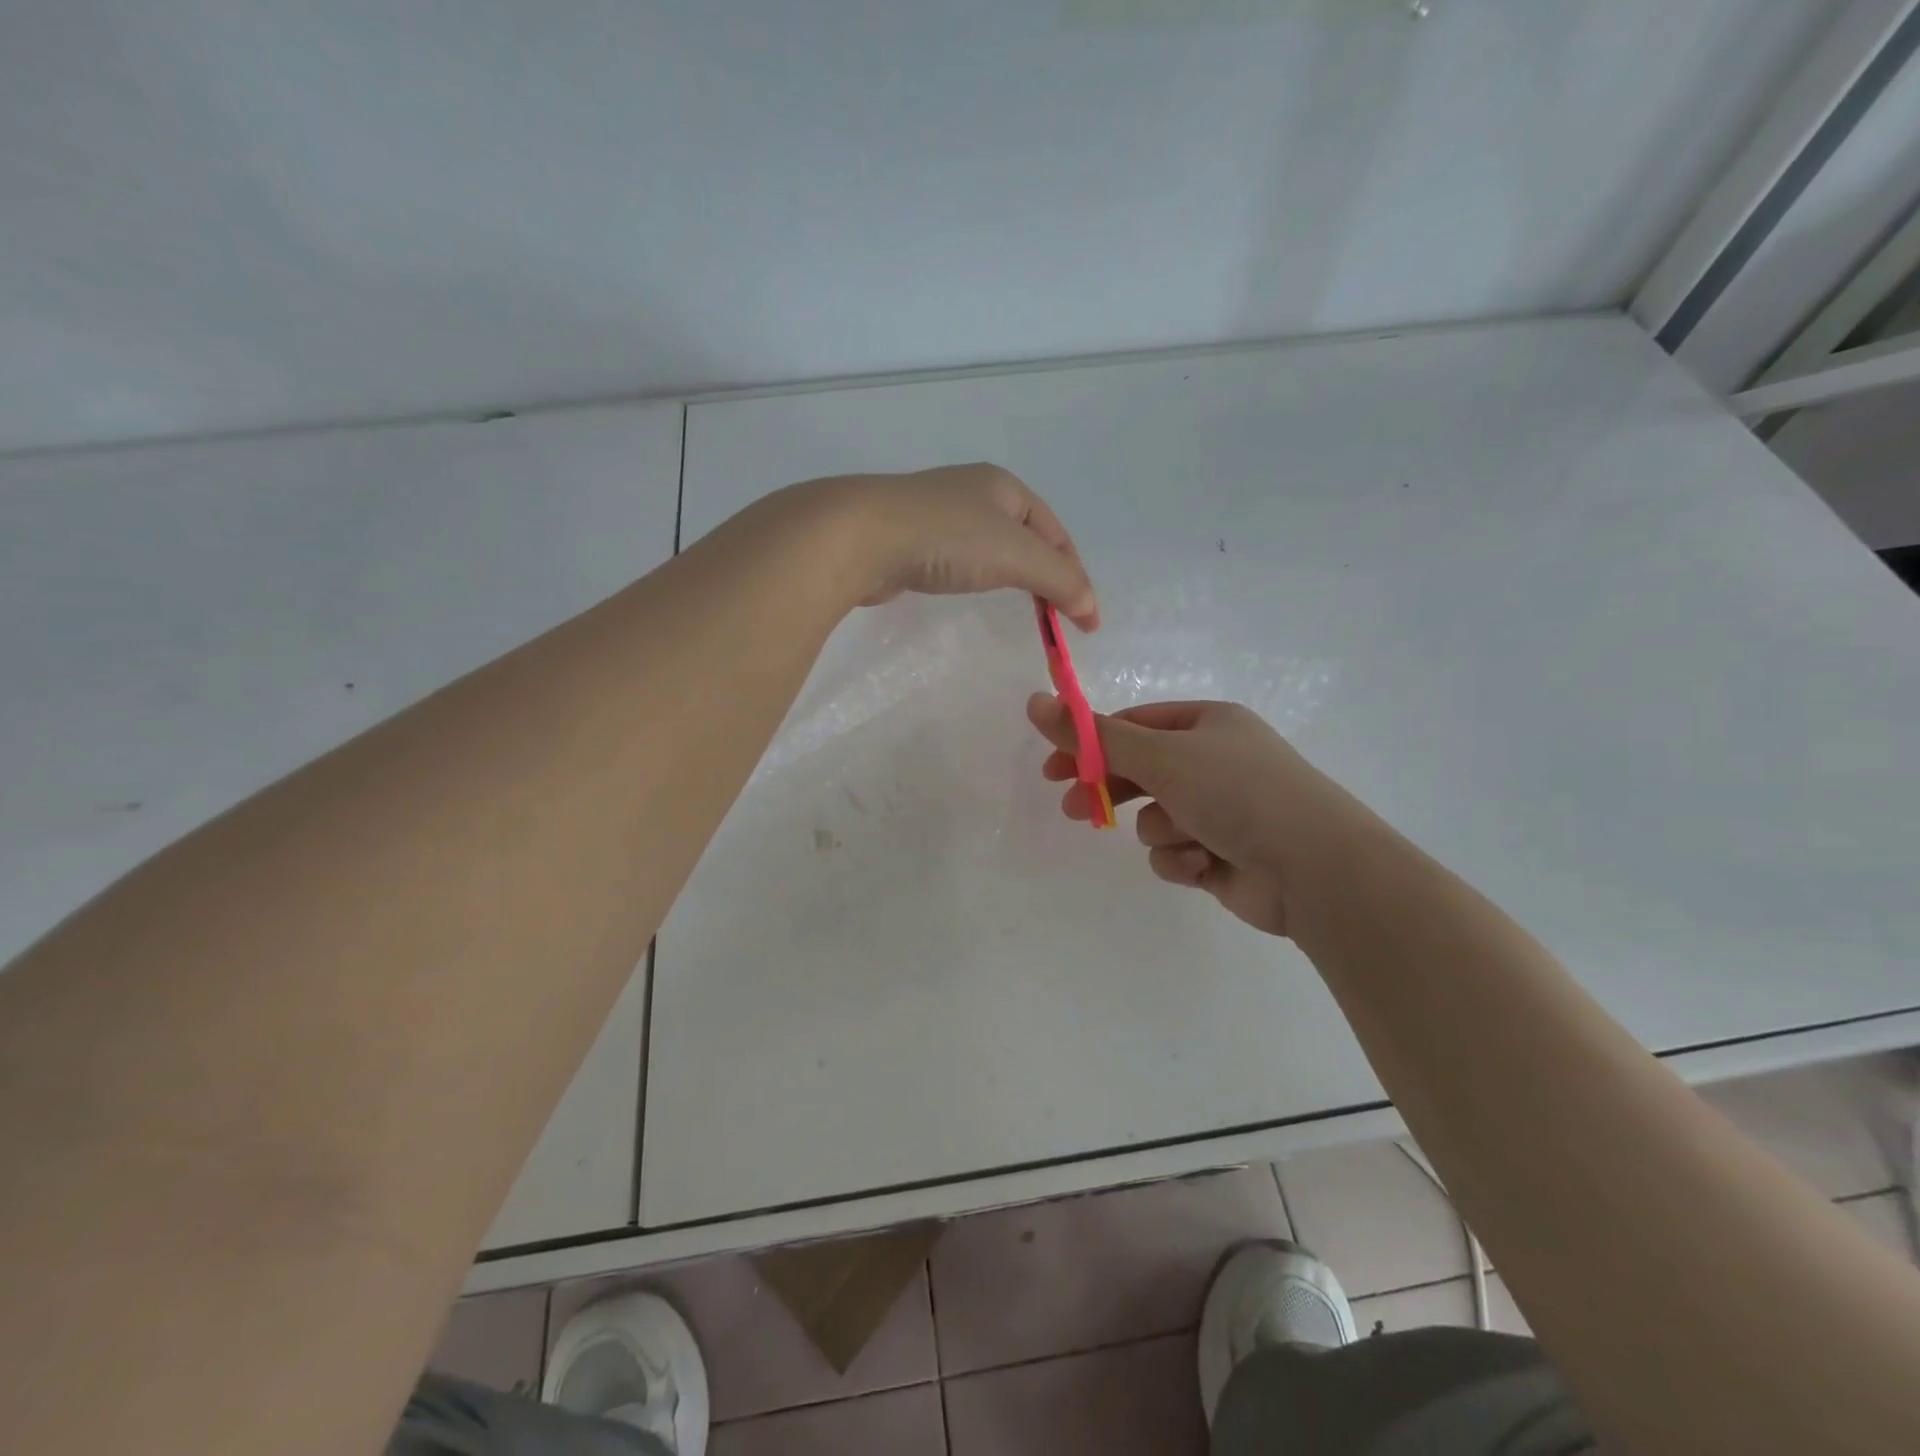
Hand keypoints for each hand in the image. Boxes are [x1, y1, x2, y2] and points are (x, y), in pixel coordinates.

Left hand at [791, 464, 1098, 629]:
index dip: (1075, 575)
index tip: (1086, 619)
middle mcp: (974, 493)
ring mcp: (939, 514)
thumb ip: (1059, 580)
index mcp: (1005, 486)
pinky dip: (977, 577)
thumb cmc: (948, 537)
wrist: (862, 536)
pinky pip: (958, 559)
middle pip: (1026, 538)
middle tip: (1057, 615)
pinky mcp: (911, 539)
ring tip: (1022, 606)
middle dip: (1046, 574)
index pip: (1056, 533)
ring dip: (1012, 575)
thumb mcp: (1016, 554)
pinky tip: (970, 590)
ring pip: (991, 548)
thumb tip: (1090, 607)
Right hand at [1026, 696, 1366, 936]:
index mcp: (1207, 724)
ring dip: (1161, 830)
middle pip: (1141, 772)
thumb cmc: (1236, 792)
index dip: (1090, 744)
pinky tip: (1207, 864)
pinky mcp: (1222, 854)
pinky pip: (1176, 852)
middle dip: (1111, 792)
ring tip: (1188, 837)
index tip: (1054, 767)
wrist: (1313, 867)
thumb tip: (1035, 701)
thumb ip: (1094, 736)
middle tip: (1071, 807)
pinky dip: (1183, 859)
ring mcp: (1220, 810)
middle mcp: (1214, 761)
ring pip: (1156, 818)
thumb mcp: (1159, 755)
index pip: (1133, 725)